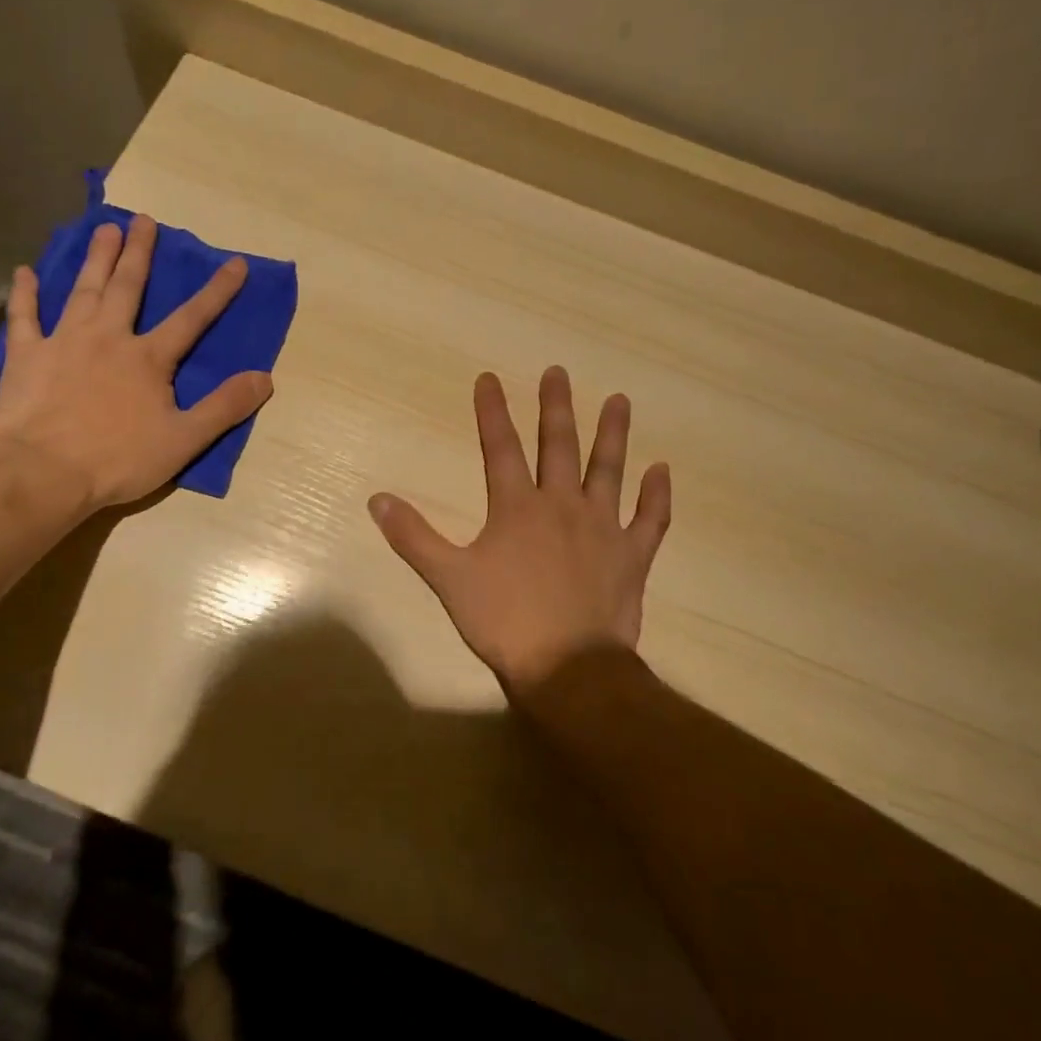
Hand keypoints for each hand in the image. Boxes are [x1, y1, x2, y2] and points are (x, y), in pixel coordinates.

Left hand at [0, 215, 273, 510]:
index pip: (191, 318)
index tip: (235, 262)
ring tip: (104, 229)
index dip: (216, 291)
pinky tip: (25, 272)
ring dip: (96, 259)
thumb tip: (264, 378)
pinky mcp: (27, 356)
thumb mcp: (184, 440)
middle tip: (144, 220)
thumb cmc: (118, 460)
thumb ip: (224, 407)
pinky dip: (25, 294)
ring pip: (83, 291)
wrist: (44, 473)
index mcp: (148, 358)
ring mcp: (64, 342)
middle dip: (139, 253)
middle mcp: (108, 337)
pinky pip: (24, 317)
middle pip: (127, 287)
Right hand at [369, 367, 670, 699]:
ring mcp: (602, 528)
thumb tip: (378, 499)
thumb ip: (414, 537)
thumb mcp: (448, 579)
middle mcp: (562, 505)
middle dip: (555, 407)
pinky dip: (657, 495)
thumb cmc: (503, 621)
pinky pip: (650, 519)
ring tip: (619, 399)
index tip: (489, 378)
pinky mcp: (631, 556)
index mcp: (516, 508)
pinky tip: (662, 471)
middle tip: (558, 372)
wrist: (567, 667)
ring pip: (608, 470)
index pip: (499, 447)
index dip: (492, 411)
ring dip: (612, 434)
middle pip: (558, 446)